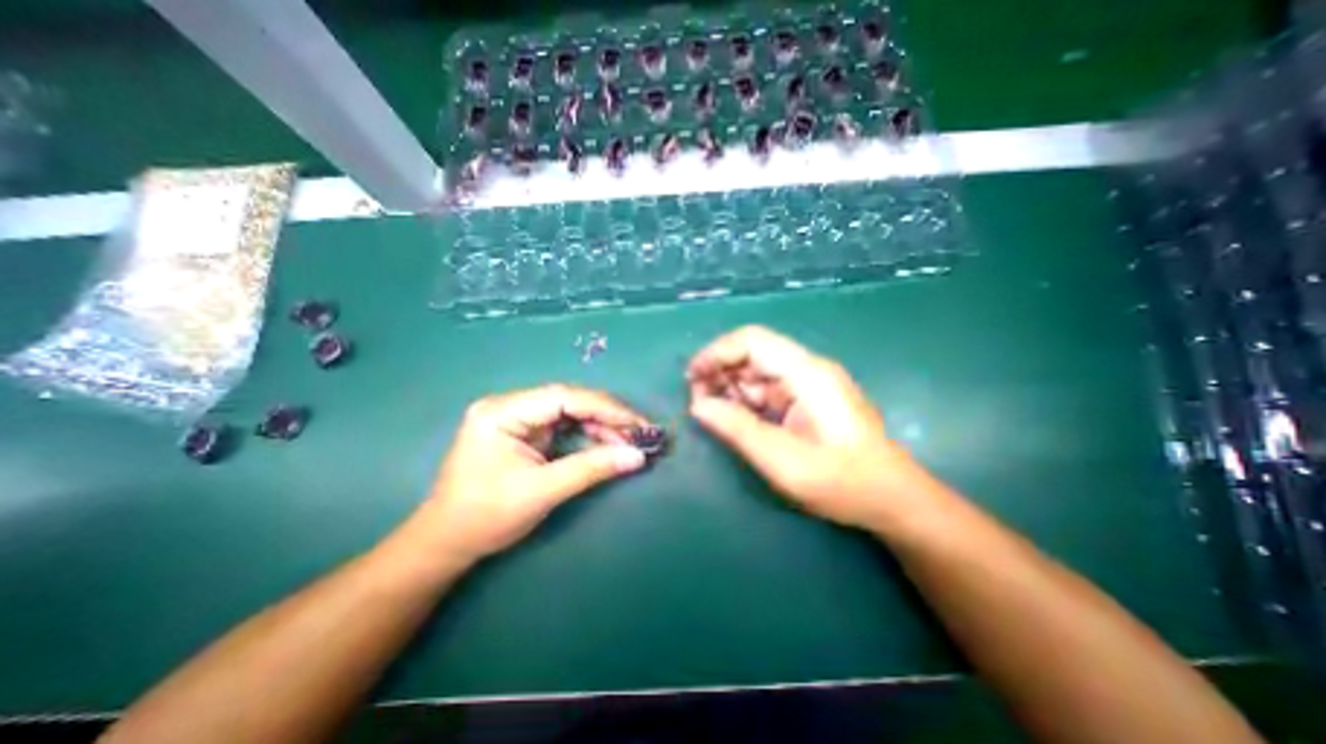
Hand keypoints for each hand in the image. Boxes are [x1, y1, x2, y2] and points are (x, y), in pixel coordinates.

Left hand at [410, 382, 648, 562]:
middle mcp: (510, 406)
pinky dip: (589, 435)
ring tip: (629, 441)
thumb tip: (637, 456)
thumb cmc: (485, 517)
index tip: (636, 423)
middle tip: (639, 434)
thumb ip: (591, 469)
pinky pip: (565, 426)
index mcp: (502, 412)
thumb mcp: (541, 492)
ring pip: (570, 412)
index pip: (563, 397)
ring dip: (601, 426)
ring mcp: (517, 418)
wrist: (447, 543)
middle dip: (607, 417)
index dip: (605, 407)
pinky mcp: (525, 432)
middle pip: (569, 401)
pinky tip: (607, 444)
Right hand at [690, 322, 936, 528]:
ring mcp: (809, 384)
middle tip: (697, 400)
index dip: (716, 353)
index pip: (753, 341)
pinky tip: (735, 418)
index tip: (691, 377)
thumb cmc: (843, 482)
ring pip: (758, 371)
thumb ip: (738, 430)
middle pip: (753, 353)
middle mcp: (808, 369)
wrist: (893, 500)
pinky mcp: (807, 399)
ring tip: (711, 412)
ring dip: (731, 387)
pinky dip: (746, 400)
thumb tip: (697, 406)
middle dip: (720, 371)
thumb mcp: (783, 461)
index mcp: (807, 374)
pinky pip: (768, 389)